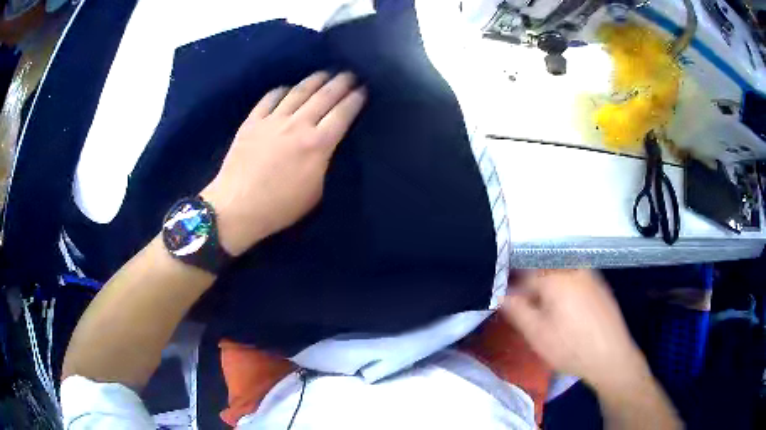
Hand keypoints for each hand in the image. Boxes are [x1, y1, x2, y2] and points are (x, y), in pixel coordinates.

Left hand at [201, 72, 365, 255]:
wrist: (237, 207)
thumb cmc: (279, 207)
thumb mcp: (315, 192)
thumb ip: (324, 164)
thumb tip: (325, 147)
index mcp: (318, 144)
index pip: (342, 114)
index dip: (355, 99)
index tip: (363, 90)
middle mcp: (298, 125)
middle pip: (324, 96)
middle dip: (340, 83)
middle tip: (350, 74)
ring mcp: (273, 120)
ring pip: (298, 92)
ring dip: (315, 80)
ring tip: (325, 73)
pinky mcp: (252, 122)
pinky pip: (270, 98)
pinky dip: (281, 90)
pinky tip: (287, 88)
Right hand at [500, 270, 648, 390]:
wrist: (611, 356)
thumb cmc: (570, 347)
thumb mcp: (536, 333)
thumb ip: (515, 309)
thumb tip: (499, 292)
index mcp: (555, 275)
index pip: (522, 270)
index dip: (509, 284)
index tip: (504, 299)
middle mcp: (572, 266)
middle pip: (540, 268)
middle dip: (528, 285)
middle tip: (523, 308)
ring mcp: (588, 273)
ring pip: (556, 272)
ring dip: (544, 286)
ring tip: (542, 311)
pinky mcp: (597, 283)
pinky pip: (571, 277)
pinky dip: (561, 288)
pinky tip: (562, 310)